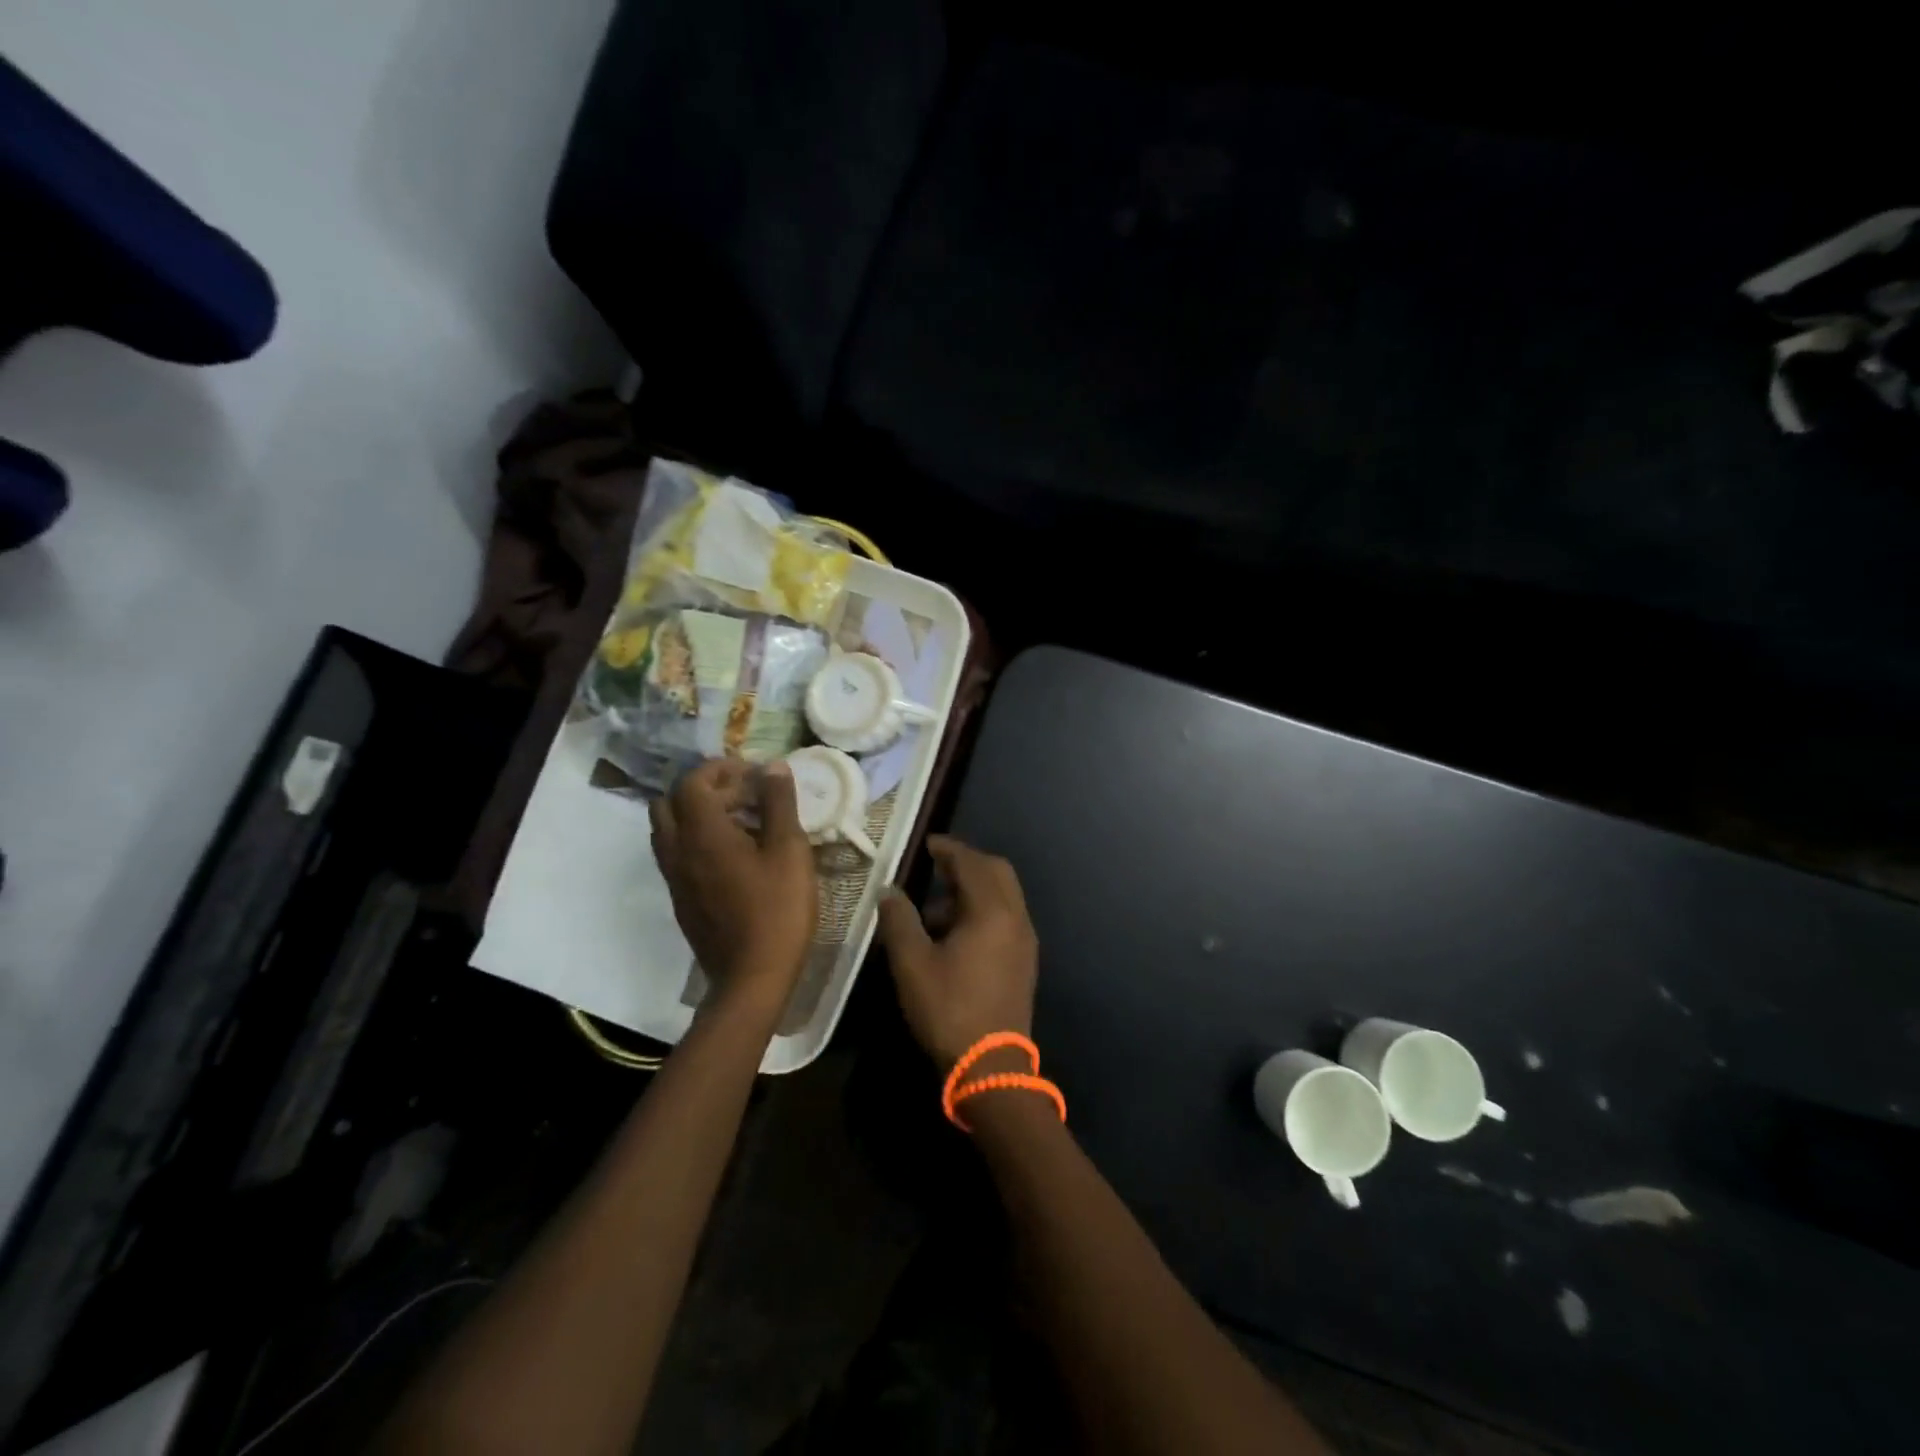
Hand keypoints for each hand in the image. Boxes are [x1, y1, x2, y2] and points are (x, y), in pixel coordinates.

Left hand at [649, 759, 816, 1009]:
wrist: (752, 977)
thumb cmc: (777, 910)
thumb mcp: (789, 850)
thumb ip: (779, 803)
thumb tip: (772, 767)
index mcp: (702, 833)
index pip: (694, 781)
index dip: (722, 769)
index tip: (754, 774)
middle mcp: (677, 849)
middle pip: (671, 801)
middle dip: (704, 788)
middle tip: (742, 795)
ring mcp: (674, 877)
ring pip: (668, 828)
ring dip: (696, 814)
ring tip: (738, 822)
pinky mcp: (680, 898)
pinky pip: (675, 853)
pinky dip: (695, 839)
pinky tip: (732, 854)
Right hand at [879, 836, 1037, 1070]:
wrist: (992, 1066)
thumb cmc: (949, 1009)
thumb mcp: (912, 963)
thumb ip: (899, 920)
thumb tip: (890, 891)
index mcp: (992, 911)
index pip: (971, 862)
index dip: (948, 849)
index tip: (926, 844)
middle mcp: (1016, 917)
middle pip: (996, 872)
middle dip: (966, 863)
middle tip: (935, 867)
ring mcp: (1025, 940)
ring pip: (1004, 895)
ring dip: (973, 890)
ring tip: (934, 910)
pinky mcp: (1025, 960)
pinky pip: (1006, 917)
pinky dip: (983, 910)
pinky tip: (955, 935)